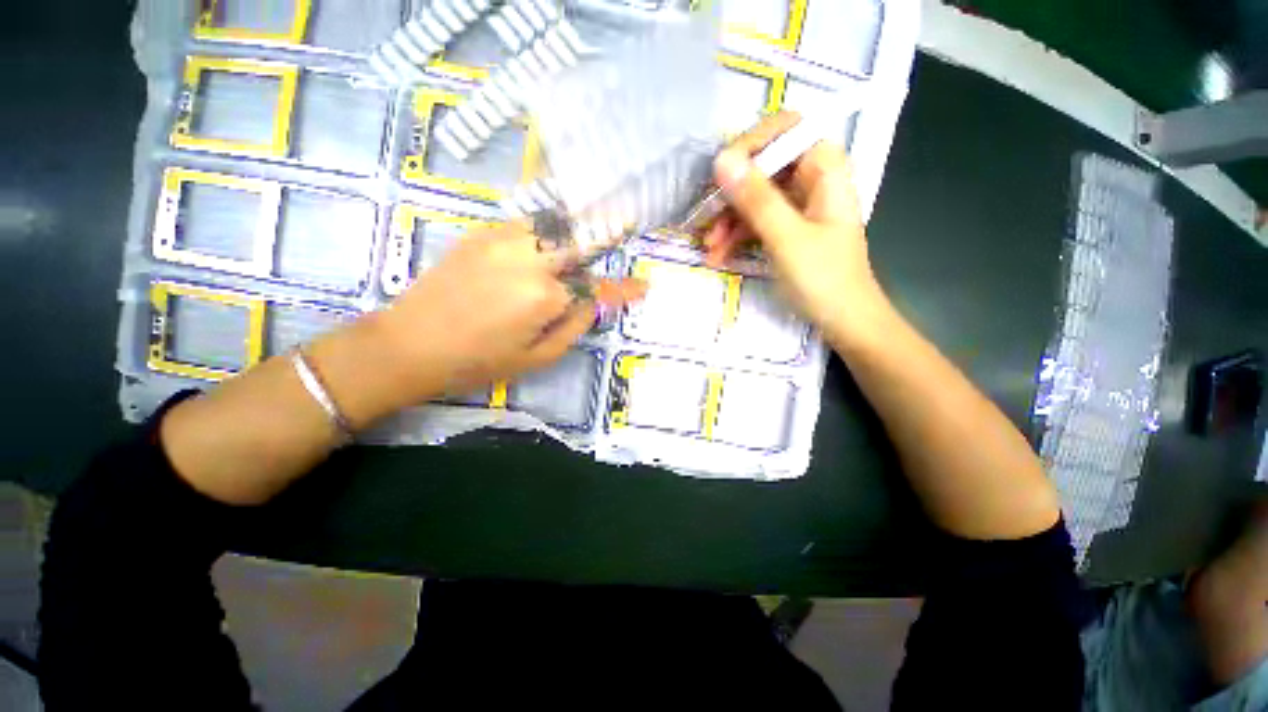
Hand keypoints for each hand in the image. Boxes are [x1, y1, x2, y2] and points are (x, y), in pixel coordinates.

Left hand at [372, 222, 644, 404]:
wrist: (410, 344)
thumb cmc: (479, 361)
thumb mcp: (537, 357)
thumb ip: (573, 327)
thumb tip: (592, 304)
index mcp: (545, 297)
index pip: (598, 289)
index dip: (623, 289)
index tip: (644, 285)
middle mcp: (529, 260)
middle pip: (579, 239)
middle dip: (606, 231)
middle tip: (627, 221)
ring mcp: (503, 241)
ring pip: (553, 224)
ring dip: (575, 225)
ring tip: (592, 224)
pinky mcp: (481, 234)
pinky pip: (525, 224)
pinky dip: (546, 227)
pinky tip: (551, 234)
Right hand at [702, 112, 885, 346]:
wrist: (845, 322)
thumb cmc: (824, 279)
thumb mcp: (787, 238)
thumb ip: (756, 199)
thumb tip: (721, 159)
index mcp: (824, 170)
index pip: (786, 130)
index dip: (752, 144)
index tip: (722, 171)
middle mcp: (810, 182)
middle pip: (763, 167)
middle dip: (731, 194)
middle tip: (705, 218)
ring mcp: (797, 208)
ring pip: (754, 199)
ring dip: (727, 221)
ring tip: (709, 249)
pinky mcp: (786, 231)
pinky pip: (755, 223)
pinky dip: (736, 237)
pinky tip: (718, 256)